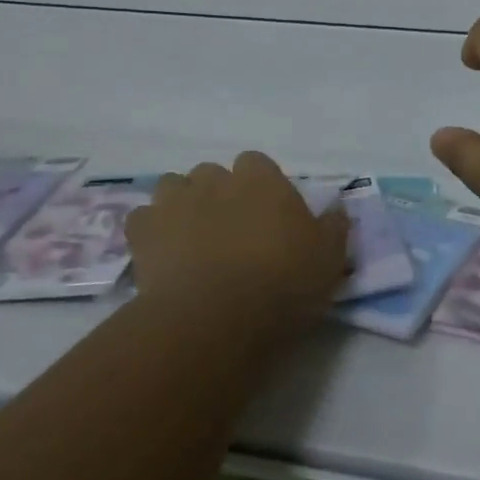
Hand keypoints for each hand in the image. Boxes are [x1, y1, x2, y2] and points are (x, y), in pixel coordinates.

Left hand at [127, 153, 347, 331]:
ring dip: (180, 204)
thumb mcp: (329, 257)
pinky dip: (149, 231)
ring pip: (173, 187)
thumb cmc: (282, 282)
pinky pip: (141, 219)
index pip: (256, 163)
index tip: (265, 215)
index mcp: (261, 179)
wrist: (217, 316)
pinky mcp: (144, 232)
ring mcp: (176, 202)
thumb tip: (338, 207)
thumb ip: (334, 226)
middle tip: (229, 230)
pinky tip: (160, 254)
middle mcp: (216, 179)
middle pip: (212, 173)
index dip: (258, 186)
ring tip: (190, 238)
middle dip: (217, 193)